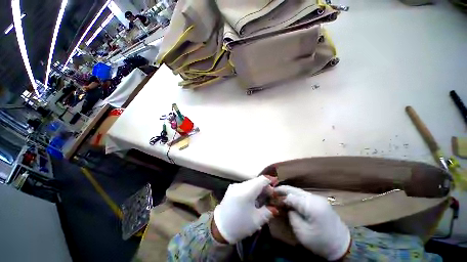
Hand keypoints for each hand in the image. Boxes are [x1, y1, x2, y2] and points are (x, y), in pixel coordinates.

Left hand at [213, 175, 278, 243]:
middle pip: (255, 181)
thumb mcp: (257, 220)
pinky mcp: (231, 189)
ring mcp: (234, 186)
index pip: (261, 180)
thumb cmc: (239, 225)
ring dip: (258, 187)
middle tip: (271, 194)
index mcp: (246, 191)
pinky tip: (253, 197)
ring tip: (263, 196)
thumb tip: (275, 207)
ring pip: (250, 183)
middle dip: (264, 186)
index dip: (269, 180)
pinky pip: (244, 186)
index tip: (276, 183)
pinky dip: (251, 189)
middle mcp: (240, 185)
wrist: (219, 228)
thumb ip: (268, 211)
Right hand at [275, 186, 350, 260]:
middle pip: (294, 190)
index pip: (290, 196)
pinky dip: (295, 196)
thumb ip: (291, 214)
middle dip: (282, 190)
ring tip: (279, 195)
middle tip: (272, 192)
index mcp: (310, 205)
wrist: (342, 246)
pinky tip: (290, 199)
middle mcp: (314, 198)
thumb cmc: (320, 242)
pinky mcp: (319, 201)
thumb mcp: (301, 231)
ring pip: (298, 191)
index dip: (280, 196)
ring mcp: (318, 198)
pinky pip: (303, 195)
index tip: (271, 197)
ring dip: (288, 193)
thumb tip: (286, 205)